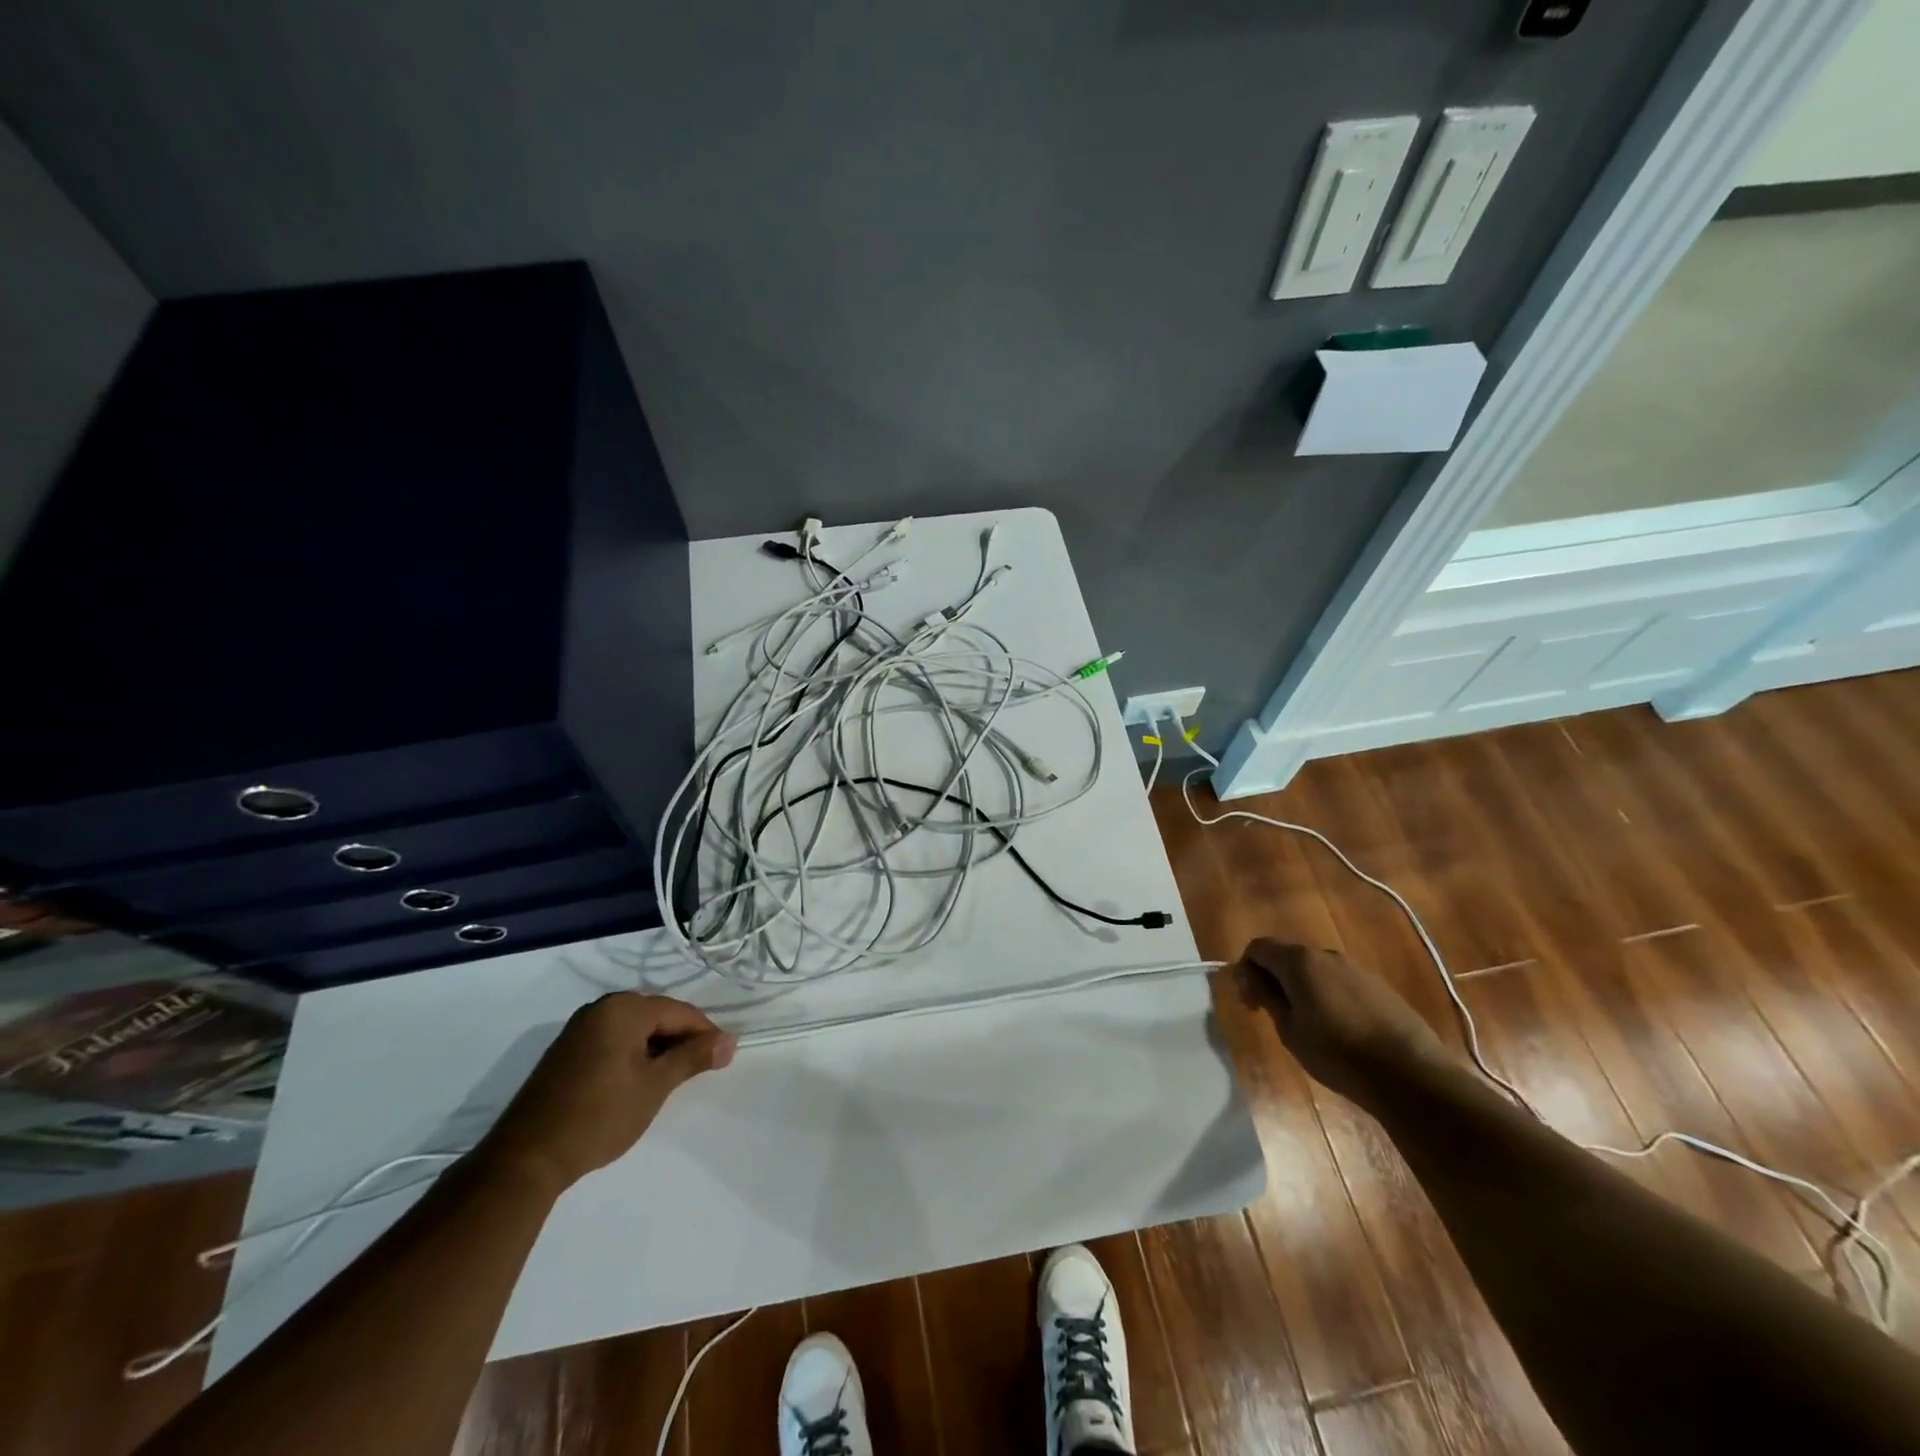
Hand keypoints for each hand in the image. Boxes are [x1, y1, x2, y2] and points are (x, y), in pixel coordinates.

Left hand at [482, 993, 735, 1192]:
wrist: (526, 1159)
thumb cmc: (599, 1117)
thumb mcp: (654, 1086)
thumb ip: (693, 1057)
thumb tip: (729, 1041)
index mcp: (623, 1008)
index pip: (679, 1012)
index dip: (706, 1033)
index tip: (724, 1058)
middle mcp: (601, 1008)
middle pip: (658, 1015)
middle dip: (682, 1039)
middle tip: (701, 1069)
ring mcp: (580, 1028)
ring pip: (636, 1029)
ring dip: (659, 1048)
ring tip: (673, 1077)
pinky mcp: (568, 1050)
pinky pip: (615, 1039)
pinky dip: (635, 1053)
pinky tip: (641, 1079)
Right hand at [1237, 939, 1457, 1106]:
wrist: (1410, 1074)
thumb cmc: (1337, 1053)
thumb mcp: (1290, 1030)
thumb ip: (1267, 996)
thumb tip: (1250, 976)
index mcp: (1299, 961)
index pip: (1258, 948)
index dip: (1246, 970)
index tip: (1250, 1002)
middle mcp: (1326, 955)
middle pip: (1287, 956)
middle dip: (1273, 979)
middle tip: (1272, 1014)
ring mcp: (1356, 969)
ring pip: (1315, 970)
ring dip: (1301, 988)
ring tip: (1307, 1025)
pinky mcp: (1379, 987)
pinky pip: (1340, 982)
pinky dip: (1328, 996)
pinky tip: (1338, 1029)